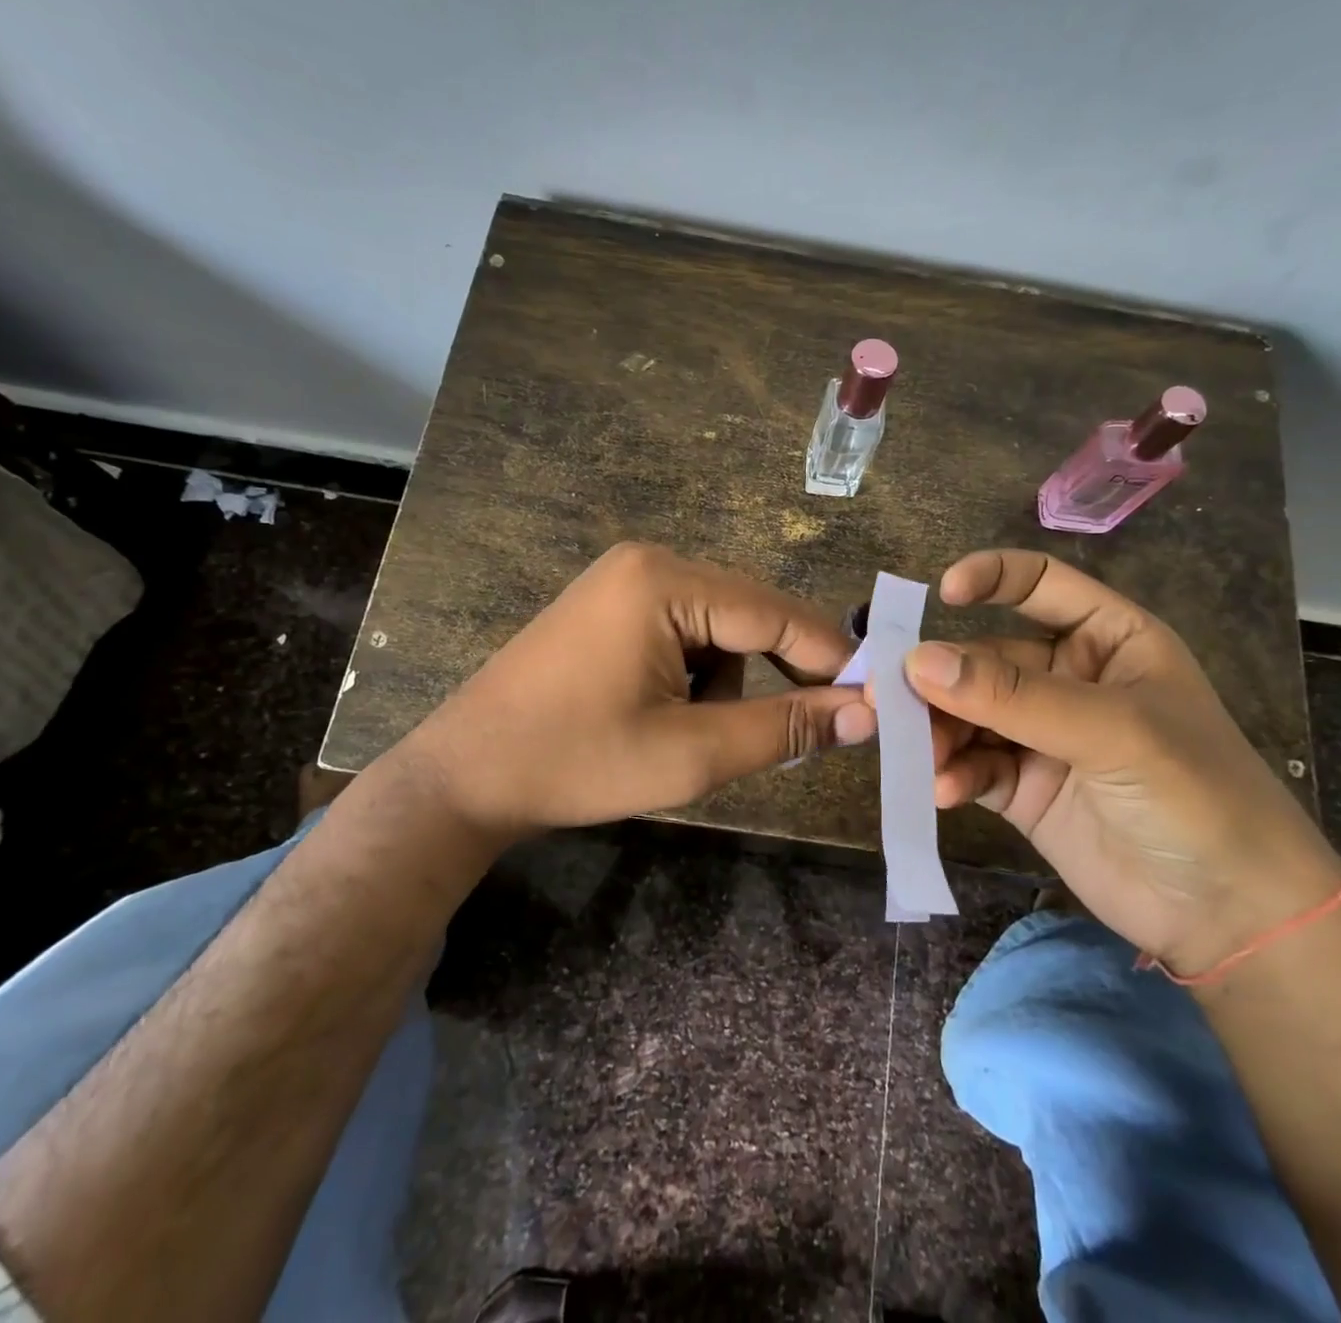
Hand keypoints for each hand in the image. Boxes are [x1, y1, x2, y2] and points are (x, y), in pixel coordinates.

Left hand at [405, 542, 875, 841]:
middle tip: (812, 728)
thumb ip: (783, 729)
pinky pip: (683, 632)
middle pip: (748, 614)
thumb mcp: (690, 754)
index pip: (774, 612)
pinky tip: (666, 716)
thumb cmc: (574, 763)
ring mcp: (624, 582)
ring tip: (695, 736)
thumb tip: (864, 714)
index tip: (876, 696)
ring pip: (718, 628)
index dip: (830, 656)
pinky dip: (696, 675)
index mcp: (664, 582)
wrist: (464, 777)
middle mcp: (648, 563)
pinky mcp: (610, 608)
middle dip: (778, 672)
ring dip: (728, 682)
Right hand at [897, 549, 1340, 975]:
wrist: (1231, 916)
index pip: (1040, 584)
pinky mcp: (1023, 788)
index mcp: (1107, 640)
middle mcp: (1069, 679)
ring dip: (939, 730)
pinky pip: (972, 765)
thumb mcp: (1110, 731)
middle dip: (943, 679)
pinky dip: (953, 773)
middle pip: (986, 658)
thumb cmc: (1195, 794)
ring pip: (969, 714)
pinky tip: (944, 790)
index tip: (939, 595)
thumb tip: (917, 661)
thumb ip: (1012, 696)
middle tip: (891, 700)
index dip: (991, 578)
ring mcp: (1042, 736)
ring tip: (920, 755)